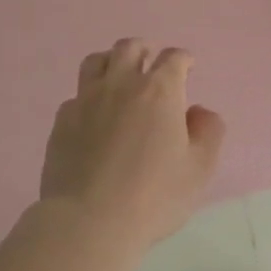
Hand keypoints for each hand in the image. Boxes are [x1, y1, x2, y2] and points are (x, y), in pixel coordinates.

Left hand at [40, 39, 226, 249]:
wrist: (89, 222)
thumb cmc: (154, 195)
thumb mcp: (199, 169)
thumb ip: (208, 133)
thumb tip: (199, 112)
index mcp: (159, 91)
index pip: (173, 58)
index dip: (183, 60)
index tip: (187, 68)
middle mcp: (121, 84)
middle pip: (130, 48)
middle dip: (145, 50)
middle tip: (151, 62)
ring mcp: (86, 100)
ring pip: (96, 61)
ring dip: (111, 62)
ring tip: (118, 77)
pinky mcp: (62, 121)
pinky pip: (76, 95)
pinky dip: (89, 97)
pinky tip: (93, 116)